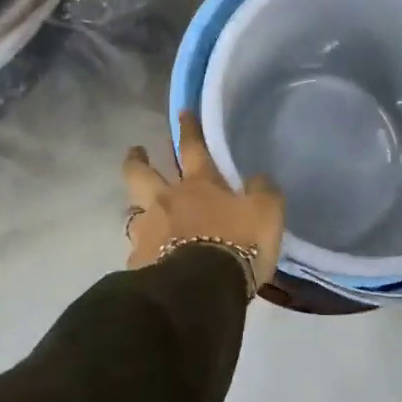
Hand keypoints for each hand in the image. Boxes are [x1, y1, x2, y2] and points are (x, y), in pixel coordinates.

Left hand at [123, 111, 283, 287]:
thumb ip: (263, 192)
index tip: (181, 112)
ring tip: (140, 213)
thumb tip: (256, 179)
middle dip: (137, 159)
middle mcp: (166, 201)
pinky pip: (137, 253)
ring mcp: (148, 232)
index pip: (192, 148)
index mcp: (199, 185)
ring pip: (134, 211)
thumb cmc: (237, 244)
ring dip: (136, 208)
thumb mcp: (267, 214)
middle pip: (142, 173)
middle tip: (136, 152)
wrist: (201, 288)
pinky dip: (142, 253)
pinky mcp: (138, 264)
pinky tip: (147, 261)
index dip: (188, 129)